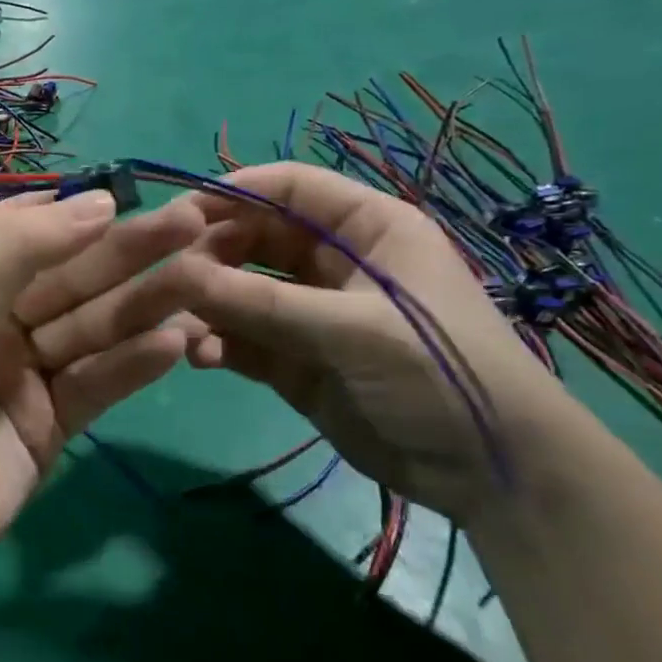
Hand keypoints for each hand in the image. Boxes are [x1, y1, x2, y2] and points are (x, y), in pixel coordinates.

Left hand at [0, 191, 203, 600]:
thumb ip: (16, 251)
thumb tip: (99, 201)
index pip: (23, 229)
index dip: (77, 211)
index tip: (134, 195)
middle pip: (70, 276)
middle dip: (127, 253)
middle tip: (192, 225)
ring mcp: (27, 368)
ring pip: (93, 325)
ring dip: (144, 304)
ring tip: (202, 280)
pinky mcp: (54, 418)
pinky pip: (99, 381)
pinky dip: (134, 362)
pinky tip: (176, 341)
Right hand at [171, 163, 576, 524]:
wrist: (492, 473)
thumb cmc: (439, 371)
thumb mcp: (353, 329)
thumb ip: (263, 302)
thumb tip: (178, 275)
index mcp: (366, 229)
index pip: (288, 188)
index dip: (233, 193)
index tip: (177, 213)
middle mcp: (334, 263)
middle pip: (255, 238)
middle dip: (211, 254)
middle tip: (169, 278)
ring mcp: (311, 313)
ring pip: (242, 290)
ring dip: (209, 304)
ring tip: (180, 324)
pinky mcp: (296, 360)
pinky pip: (244, 338)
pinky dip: (219, 343)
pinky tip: (201, 358)